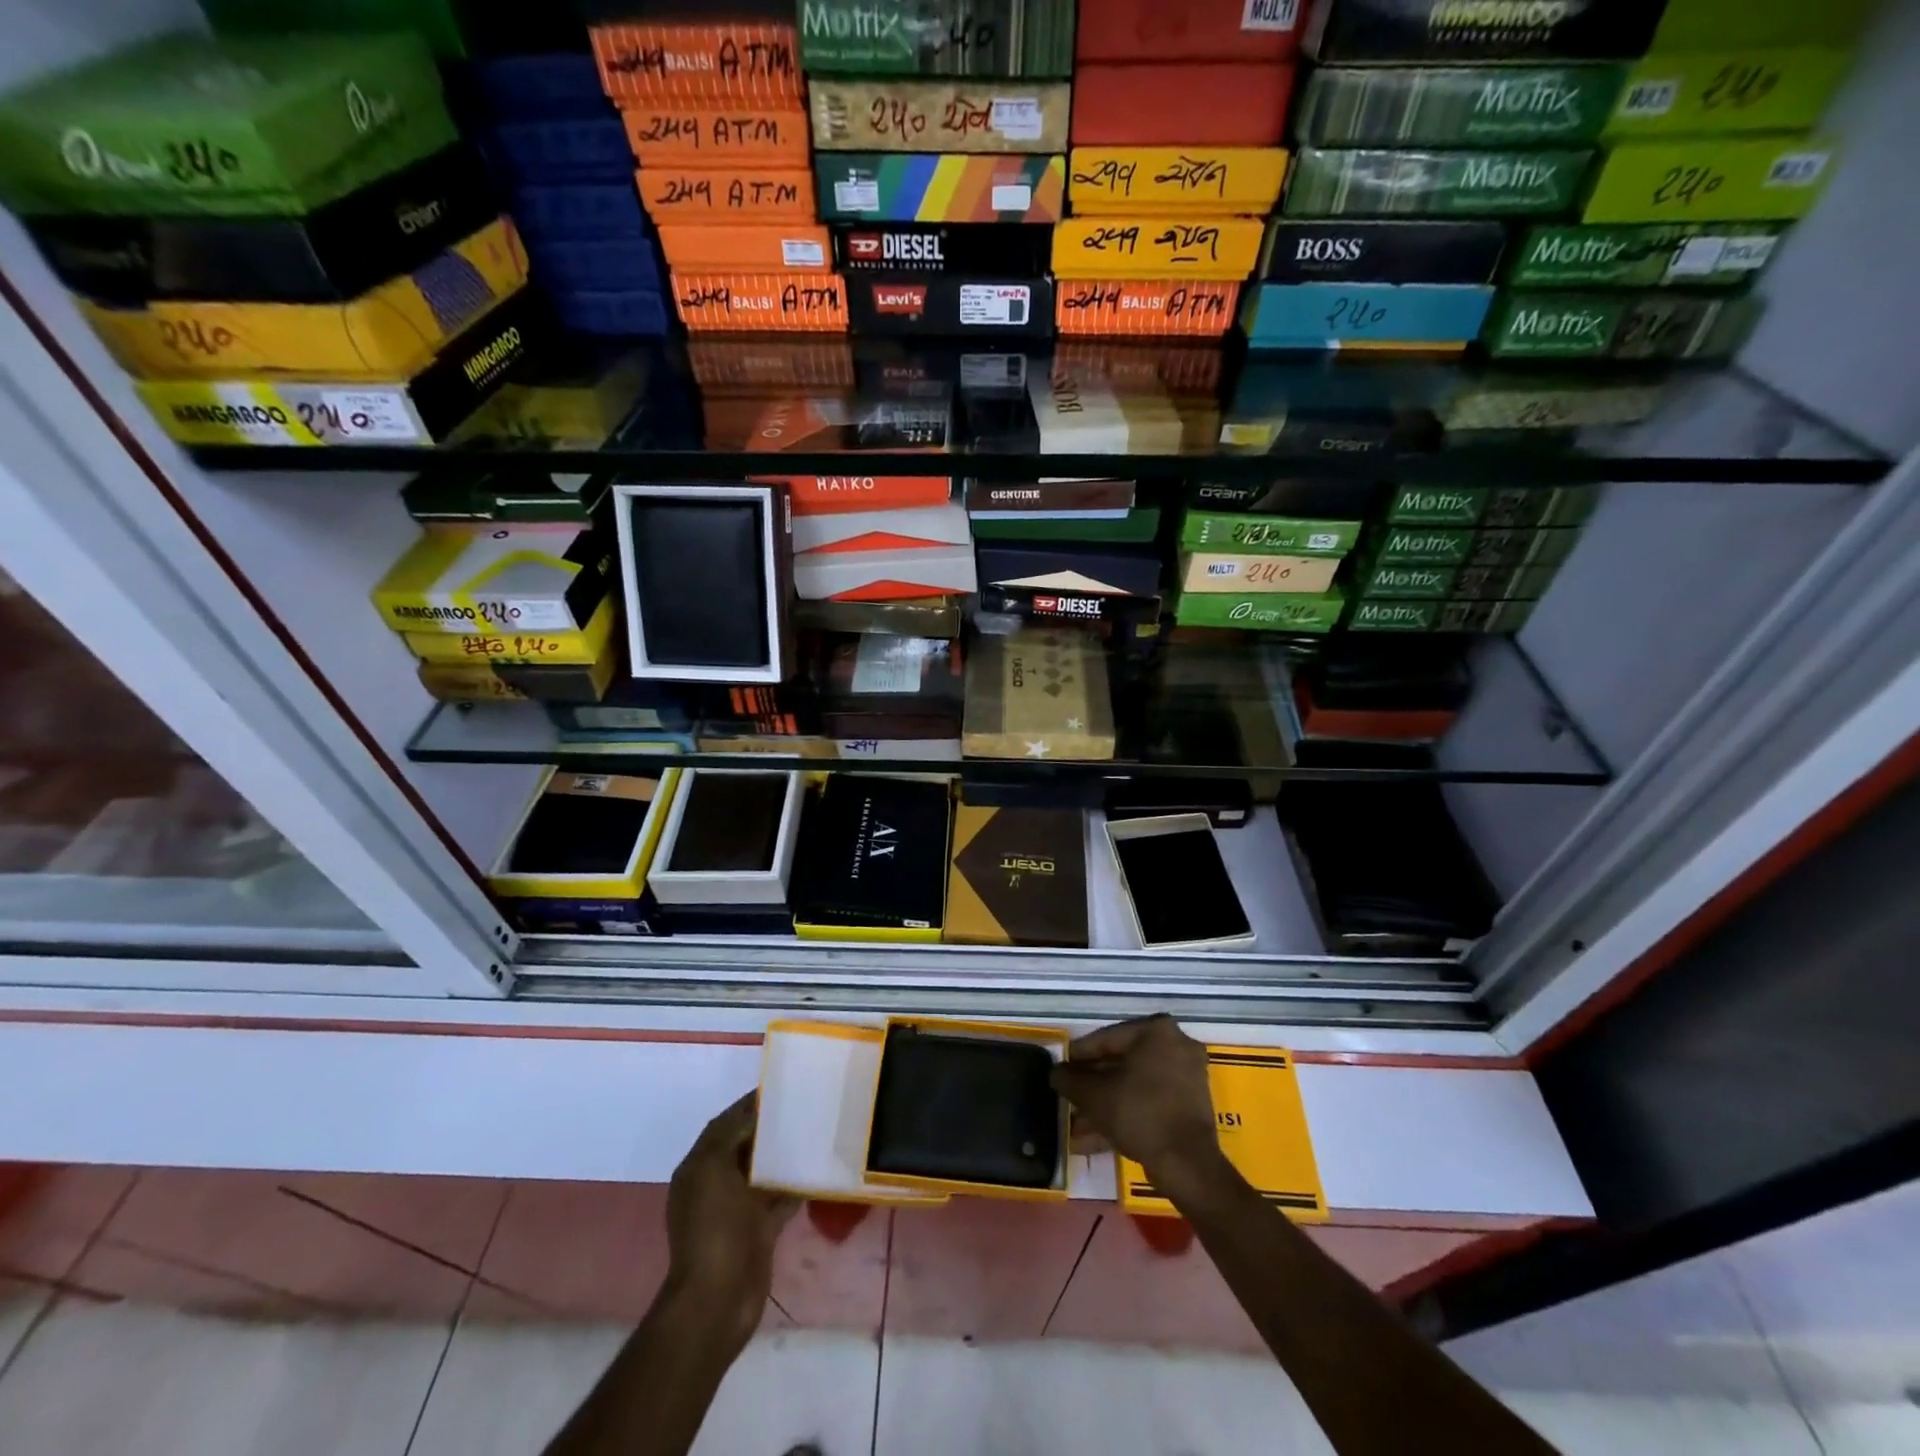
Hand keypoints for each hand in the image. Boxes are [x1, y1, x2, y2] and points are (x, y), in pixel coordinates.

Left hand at [665, 1093, 796, 1344]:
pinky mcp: (759, 1229)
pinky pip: (780, 1197)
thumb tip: (755, 1111)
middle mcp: (715, 1184)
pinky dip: (795, 1184)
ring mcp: (738, 1209)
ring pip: (764, 1170)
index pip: (725, 1123)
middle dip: (771, 1127)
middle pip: (746, 1145)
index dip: (750, 1104)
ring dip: (784, 1154)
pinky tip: (817, 1168)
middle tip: (805, 1105)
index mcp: (699, 1167)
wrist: (718, 1301)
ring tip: (815, 1130)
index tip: (782, 1086)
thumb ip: (731, 1134)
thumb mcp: (715, 1169)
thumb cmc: (714, 1229)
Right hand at [1050, 1015, 1220, 1185]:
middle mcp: (1176, 1046)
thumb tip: (1055, 1073)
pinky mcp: (1190, 1106)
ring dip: (1105, 1104)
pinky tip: (1093, 1140)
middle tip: (1069, 1096)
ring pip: (1135, 1086)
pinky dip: (1125, 1115)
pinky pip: (1150, 1103)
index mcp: (1157, 1031)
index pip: (1107, 1038)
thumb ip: (1070, 1079)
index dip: (1079, 1055)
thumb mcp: (1094, 1094)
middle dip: (1093, 1085)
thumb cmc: (1139, 1113)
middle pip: (1122, 1063)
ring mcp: (1187, 1077)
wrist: (1187, 1164)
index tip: (1061, 1067)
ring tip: (1076, 1125)